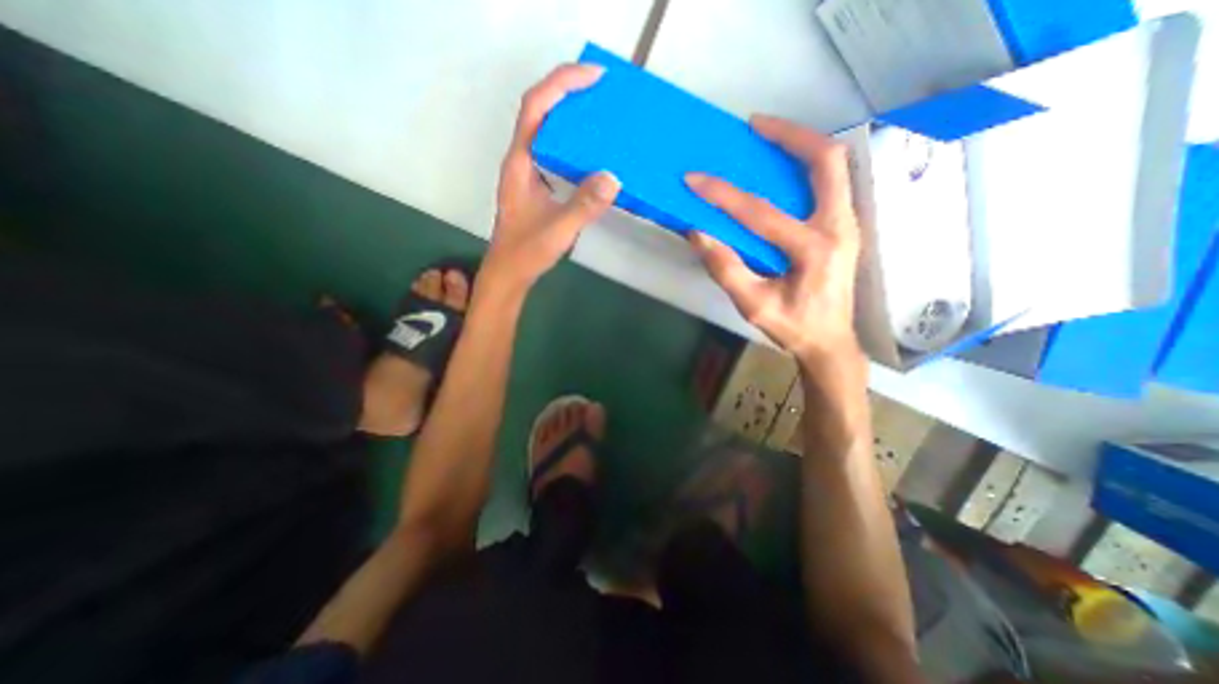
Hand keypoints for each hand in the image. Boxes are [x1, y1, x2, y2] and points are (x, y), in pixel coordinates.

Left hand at [484, 64, 622, 293]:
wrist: (509, 272)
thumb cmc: (526, 252)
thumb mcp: (557, 230)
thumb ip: (583, 206)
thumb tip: (614, 178)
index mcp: (521, 163)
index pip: (536, 108)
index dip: (562, 84)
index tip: (594, 77)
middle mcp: (522, 160)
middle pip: (541, 111)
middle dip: (570, 92)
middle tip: (604, 91)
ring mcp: (529, 172)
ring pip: (548, 131)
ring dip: (572, 116)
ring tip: (602, 114)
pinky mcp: (537, 185)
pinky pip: (556, 152)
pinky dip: (574, 143)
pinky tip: (593, 153)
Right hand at [689, 115, 859, 364]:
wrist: (831, 341)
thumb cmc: (793, 327)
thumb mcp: (753, 306)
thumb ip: (726, 269)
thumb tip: (698, 234)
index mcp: (815, 250)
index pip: (761, 213)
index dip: (723, 195)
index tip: (694, 179)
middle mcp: (839, 227)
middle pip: (826, 161)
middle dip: (789, 135)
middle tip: (753, 125)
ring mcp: (847, 224)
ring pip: (833, 166)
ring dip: (800, 144)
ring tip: (766, 136)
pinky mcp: (843, 226)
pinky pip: (830, 182)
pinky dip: (806, 165)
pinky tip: (781, 167)